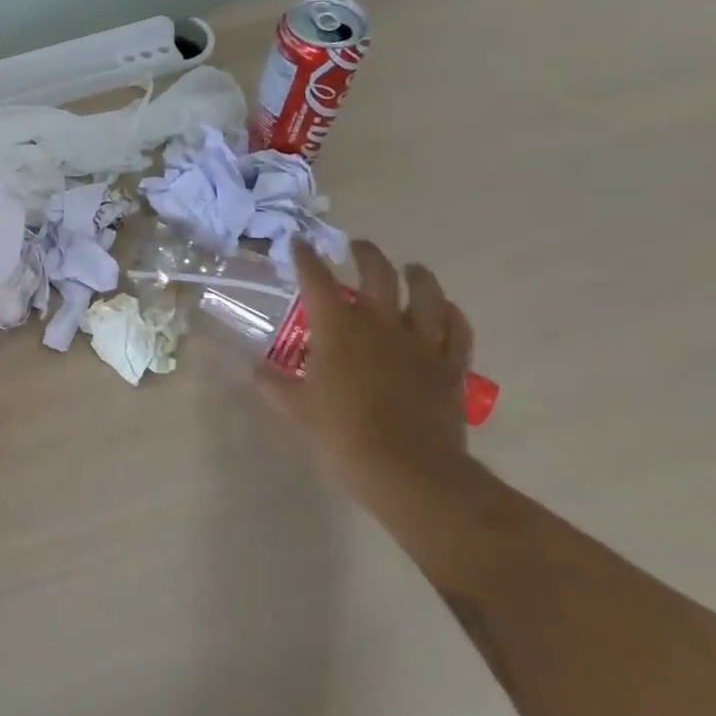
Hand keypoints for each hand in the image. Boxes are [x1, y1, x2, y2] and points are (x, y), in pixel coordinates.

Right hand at [256, 239, 478, 509]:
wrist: (409, 472)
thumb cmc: (343, 435)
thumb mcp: (296, 409)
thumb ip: (274, 384)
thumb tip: (258, 370)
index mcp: (339, 330)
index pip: (317, 281)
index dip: (306, 258)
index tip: (299, 243)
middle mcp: (382, 325)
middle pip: (378, 275)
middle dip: (365, 254)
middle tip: (356, 246)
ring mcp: (422, 344)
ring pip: (427, 295)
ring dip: (417, 276)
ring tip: (410, 267)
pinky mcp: (450, 367)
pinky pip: (457, 331)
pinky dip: (451, 314)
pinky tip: (446, 309)